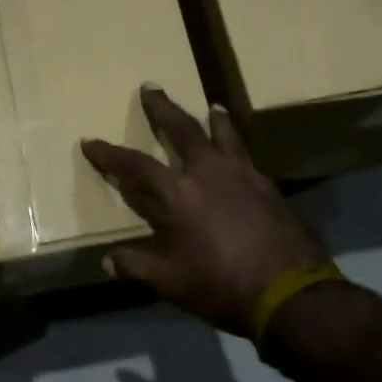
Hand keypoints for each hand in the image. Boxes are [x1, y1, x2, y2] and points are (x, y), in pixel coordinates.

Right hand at [81, 86, 328, 336]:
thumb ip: (137, 266)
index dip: (109, 154)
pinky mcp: (270, 187)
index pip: (135, 166)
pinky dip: (238, 146)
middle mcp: (209, 173)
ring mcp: (244, 176)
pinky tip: (239, 153)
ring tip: (212, 106)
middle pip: (182, 130)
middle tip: (151, 87)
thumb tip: (107, 261)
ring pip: (224, 135)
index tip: (90, 141)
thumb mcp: (172, 283)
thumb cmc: (222, 285)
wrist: (292, 294)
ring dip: (213, 119)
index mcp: (179, 194)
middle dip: (162, 109)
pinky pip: (248, 156)